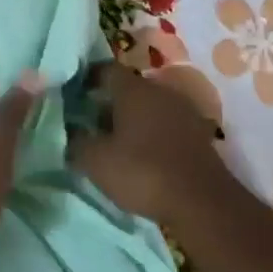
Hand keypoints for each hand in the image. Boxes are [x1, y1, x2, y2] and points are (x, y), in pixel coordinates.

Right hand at [67, 65, 230, 229]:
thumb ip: (77, 142)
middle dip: (108, 102)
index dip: (87, 79)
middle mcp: (160, 91)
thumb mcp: (96, 161)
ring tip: (114, 142)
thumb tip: (71, 132)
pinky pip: (166, 124)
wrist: (202, 202)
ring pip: (149, 107)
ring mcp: (184, 111)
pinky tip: (142, 154)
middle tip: (90, 123)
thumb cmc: (142, 172)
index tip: (73, 95)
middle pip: (129, 88)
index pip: (106, 69)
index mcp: (134, 89)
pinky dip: (151, 134)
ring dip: (132, 119)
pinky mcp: (198, 134)